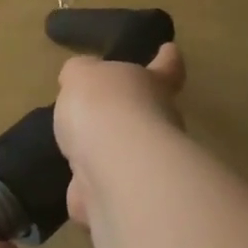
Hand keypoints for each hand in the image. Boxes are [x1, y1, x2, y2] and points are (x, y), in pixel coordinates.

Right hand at [55, 43, 185, 227]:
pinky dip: (92, 190)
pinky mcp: (128, 197)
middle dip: (131, 114)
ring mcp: (147, 164)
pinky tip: (76, 187)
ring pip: (127, 155)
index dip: (167, 59)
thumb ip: (81, 74)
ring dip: (108, 154)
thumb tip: (80, 77)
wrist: (113, 167)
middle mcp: (159, 123)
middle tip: (104, 111)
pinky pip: (107, 189)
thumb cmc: (104, 106)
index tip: (170, 50)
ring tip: (82, 151)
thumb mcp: (82, 74)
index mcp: (153, 85)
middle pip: (149, 114)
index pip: (167, 68)